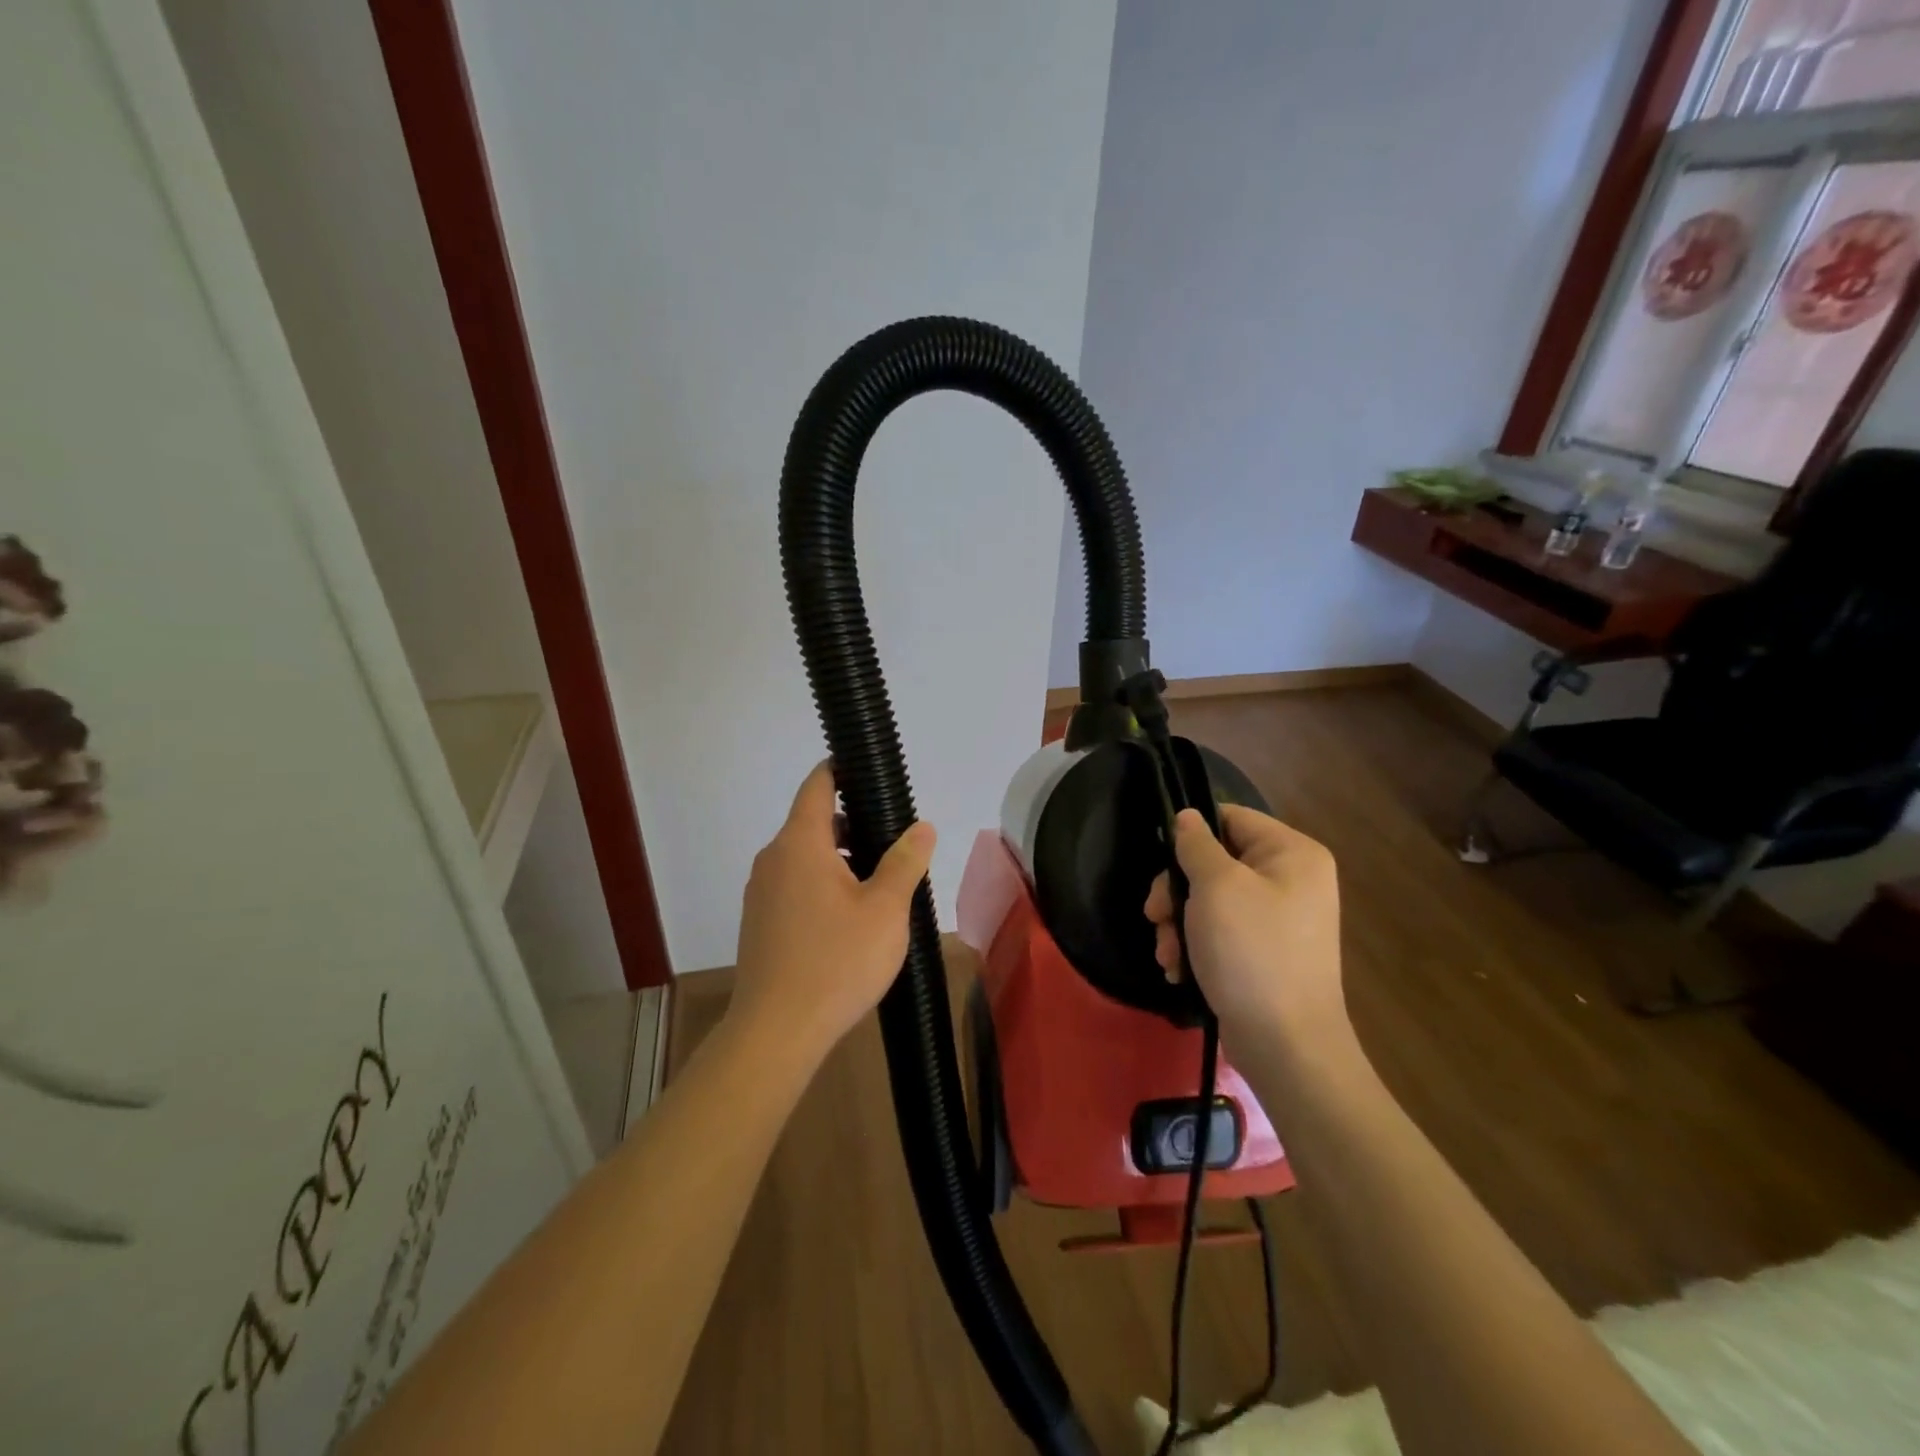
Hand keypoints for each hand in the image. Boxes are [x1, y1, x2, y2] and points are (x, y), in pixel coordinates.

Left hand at [729, 762, 935, 1064]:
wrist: (776, 1031)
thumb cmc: (837, 962)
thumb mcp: (885, 910)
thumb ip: (905, 862)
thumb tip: (922, 827)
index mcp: (800, 844)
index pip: (817, 785)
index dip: (840, 770)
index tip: (868, 771)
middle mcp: (773, 860)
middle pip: (812, 823)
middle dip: (852, 824)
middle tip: (893, 843)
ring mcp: (761, 892)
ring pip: (804, 857)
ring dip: (839, 859)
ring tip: (878, 886)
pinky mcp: (759, 922)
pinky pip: (794, 885)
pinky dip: (821, 884)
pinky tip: (849, 919)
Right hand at [1144, 805, 1346, 1048]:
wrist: (1286, 1046)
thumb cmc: (1251, 952)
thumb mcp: (1216, 887)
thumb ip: (1196, 845)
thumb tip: (1187, 818)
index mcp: (1292, 853)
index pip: (1232, 817)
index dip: (1191, 834)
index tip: (1163, 862)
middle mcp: (1291, 880)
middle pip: (1215, 862)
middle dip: (1177, 891)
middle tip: (1155, 916)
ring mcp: (1278, 920)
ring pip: (1210, 900)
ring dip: (1179, 924)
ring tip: (1167, 954)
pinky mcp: (1263, 954)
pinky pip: (1220, 932)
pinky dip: (1195, 947)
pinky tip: (1179, 970)